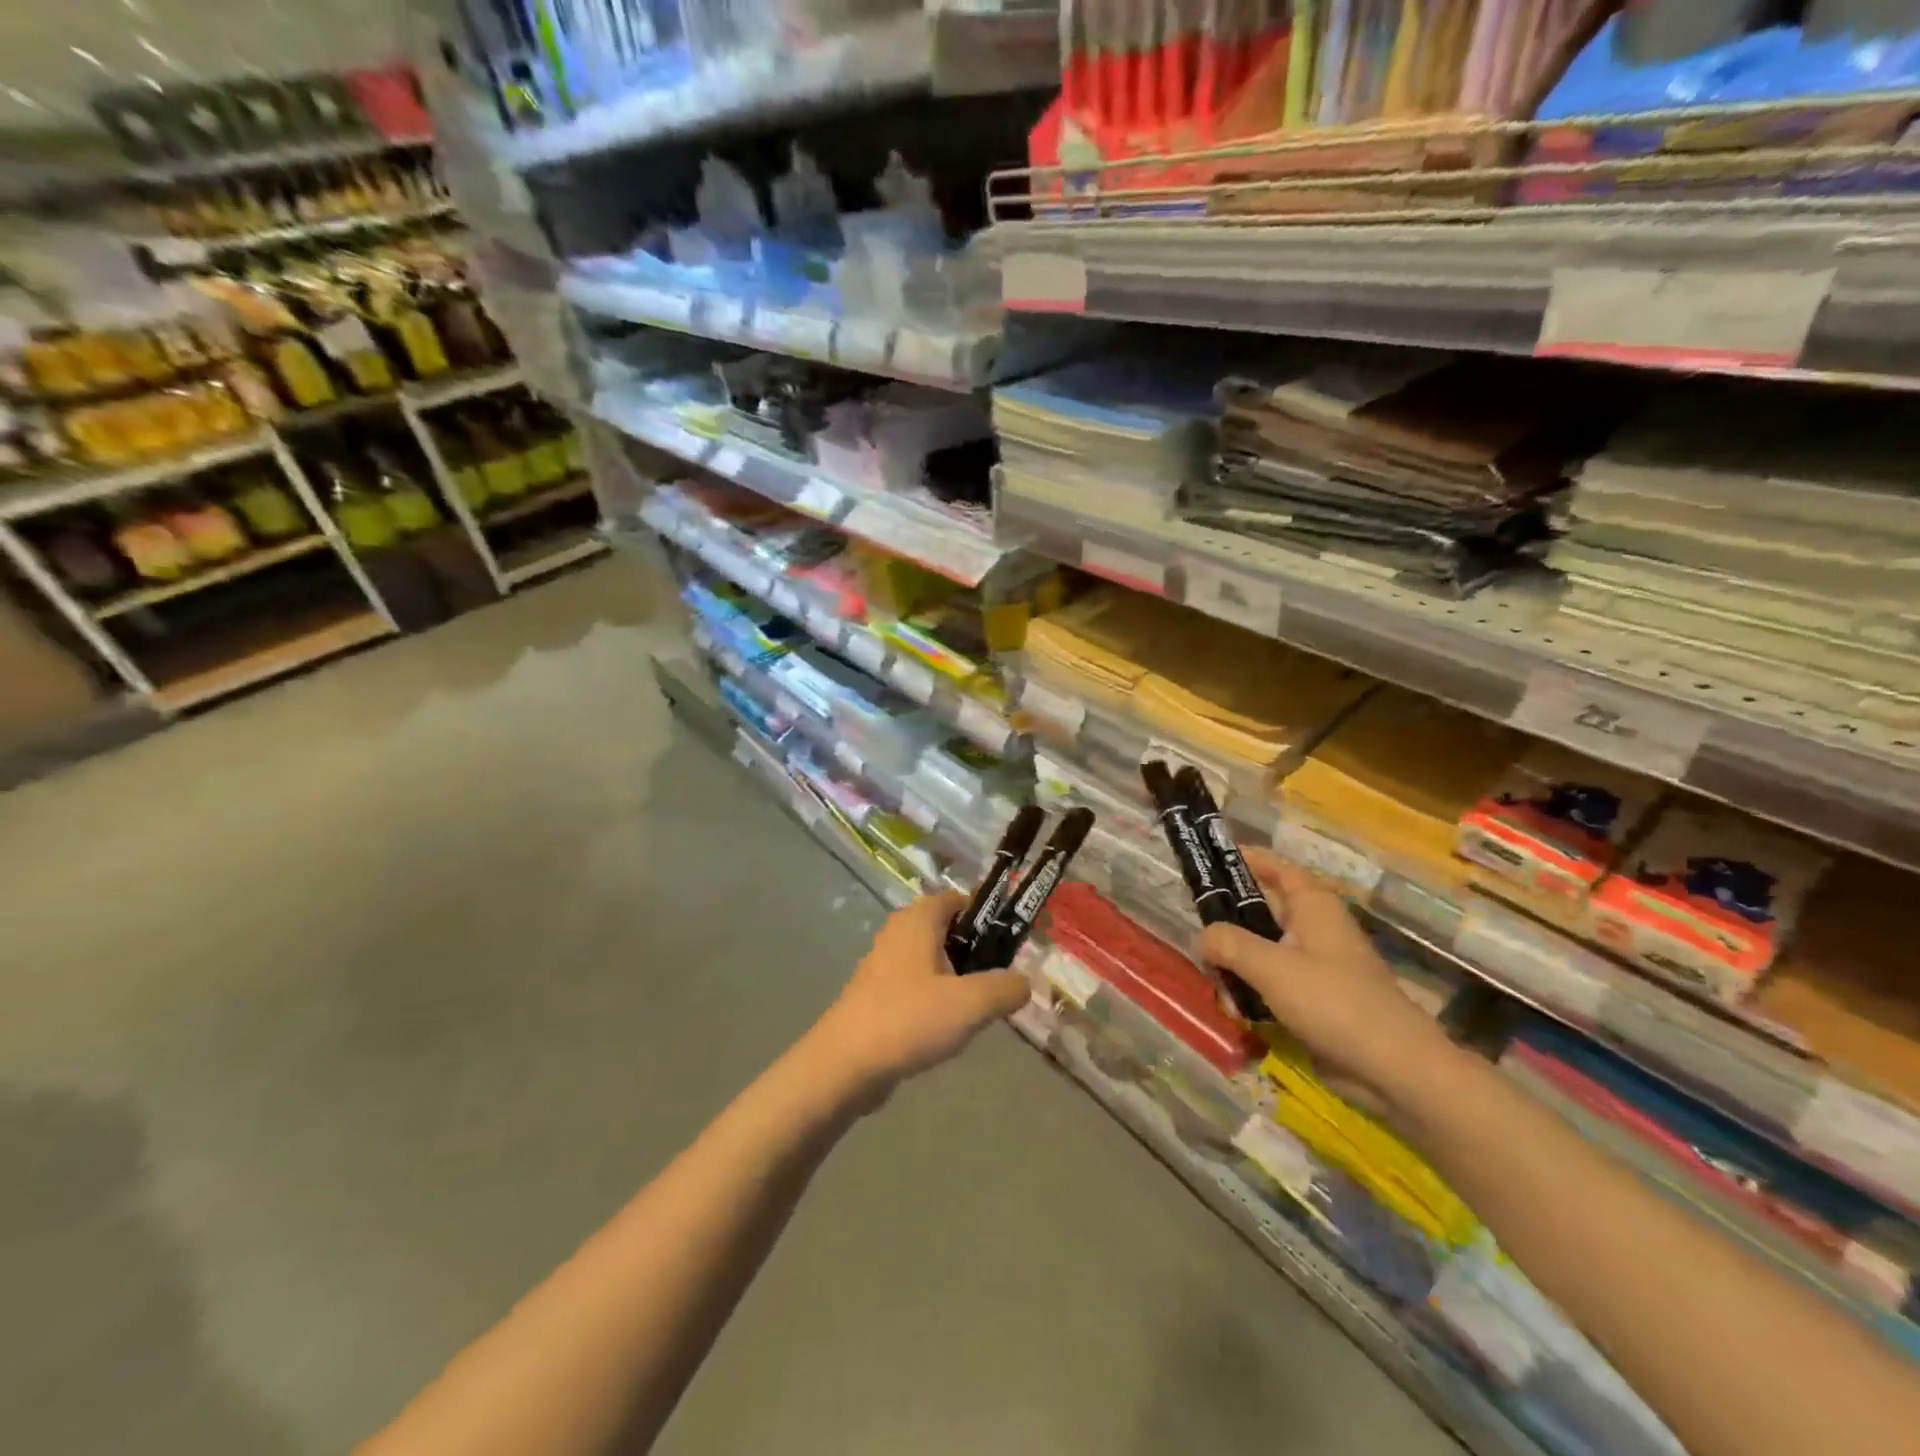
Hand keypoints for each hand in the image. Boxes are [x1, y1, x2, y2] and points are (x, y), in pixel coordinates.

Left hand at [808, 891, 1030, 1106]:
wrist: (845, 1064)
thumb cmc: (909, 1018)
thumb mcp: (970, 1003)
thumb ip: (1005, 988)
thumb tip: (1024, 983)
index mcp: (919, 919)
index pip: (959, 900)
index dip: (988, 916)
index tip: (1012, 943)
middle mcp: (899, 932)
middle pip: (948, 931)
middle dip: (976, 953)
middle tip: (1000, 981)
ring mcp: (884, 963)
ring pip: (933, 961)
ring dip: (957, 980)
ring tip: (979, 1009)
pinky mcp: (876, 994)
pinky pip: (917, 986)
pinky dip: (936, 999)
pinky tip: (948, 1029)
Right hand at [1198, 848, 1451, 1110]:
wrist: (1395, 1070)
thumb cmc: (1334, 1002)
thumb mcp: (1272, 968)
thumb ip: (1230, 944)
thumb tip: (1202, 936)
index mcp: (1314, 906)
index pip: (1277, 868)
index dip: (1246, 860)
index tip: (1209, 863)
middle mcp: (1316, 929)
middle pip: (1264, 910)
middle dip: (1229, 922)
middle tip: (1194, 931)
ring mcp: (1317, 966)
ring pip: (1264, 950)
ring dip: (1237, 964)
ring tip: (1215, 982)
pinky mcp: (1316, 1001)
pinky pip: (1274, 984)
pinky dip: (1253, 991)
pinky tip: (1237, 1010)